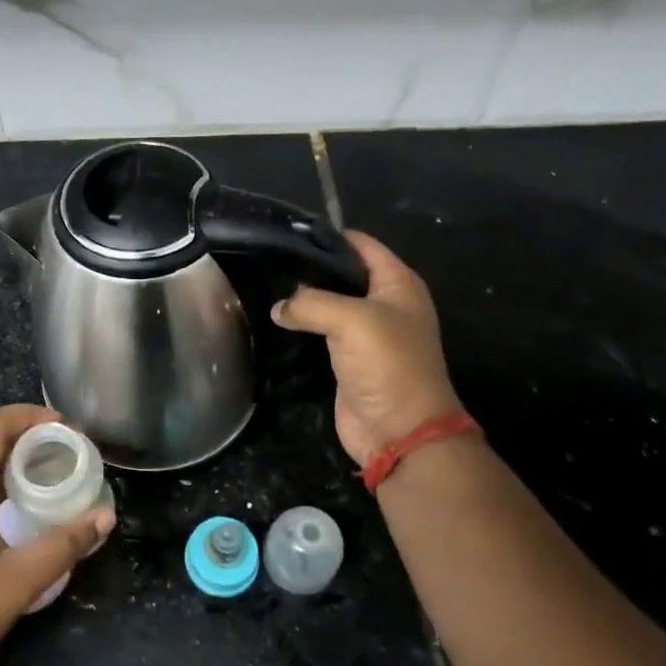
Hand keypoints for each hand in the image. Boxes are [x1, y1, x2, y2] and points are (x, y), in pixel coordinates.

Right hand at [271, 231, 462, 463]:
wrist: (400, 430)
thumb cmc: (387, 364)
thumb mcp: (351, 320)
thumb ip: (310, 303)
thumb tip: (279, 307)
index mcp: (397, 283)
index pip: (360, 245)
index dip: (327, 237)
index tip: (286, 235)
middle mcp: (384, 303)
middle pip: (343, 273)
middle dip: (310, 269)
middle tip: (269, 263)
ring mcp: (367, 333)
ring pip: (329, 304)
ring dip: (303, 300)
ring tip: (265, 287)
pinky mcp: (349, 358)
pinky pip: (322, 332)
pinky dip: (302, 326)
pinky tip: (276, 320)